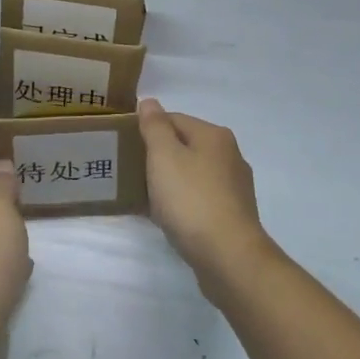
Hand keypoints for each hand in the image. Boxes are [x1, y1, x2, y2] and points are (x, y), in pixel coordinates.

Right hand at [137, 100, 275, 292]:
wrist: (228, 256)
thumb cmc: (191, 199)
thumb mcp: (164, 156)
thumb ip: (155, 127)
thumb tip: (150, 102)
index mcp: (214, 136)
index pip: (173, 119)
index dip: (147, 130)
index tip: (125, 147)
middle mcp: (229, 155)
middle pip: (184, 146)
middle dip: (157, 157)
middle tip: (130, 172)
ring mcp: (234, 187)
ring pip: (192, 174)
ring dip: (169, 182)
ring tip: (143, 196)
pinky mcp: (232, 214)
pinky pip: (199, 199)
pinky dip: (181, 203)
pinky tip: (166, 217)